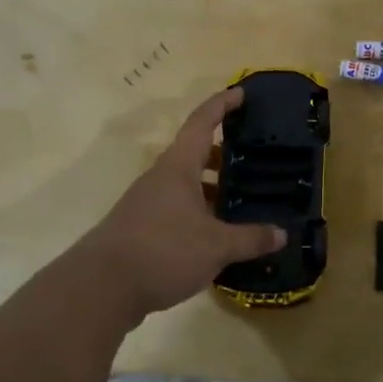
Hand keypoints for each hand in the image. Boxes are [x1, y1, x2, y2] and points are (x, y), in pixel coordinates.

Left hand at [78, 89, 286, 317]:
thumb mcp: (216, 246)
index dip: (222, 105)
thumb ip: (251, 238)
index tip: (241, 93)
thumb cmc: (162, 251)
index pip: (202, 122)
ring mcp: (148, 203)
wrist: (100, 288)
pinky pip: (178, 209)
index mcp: (178, 167)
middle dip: (223, 154)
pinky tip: (218, 235)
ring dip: (212, 187)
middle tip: (254, 159)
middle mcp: (161, 178)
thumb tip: (282, 234)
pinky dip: (200, 212)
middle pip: (194, 153)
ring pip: (186, 184)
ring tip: (243, 200)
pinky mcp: (142, 228)